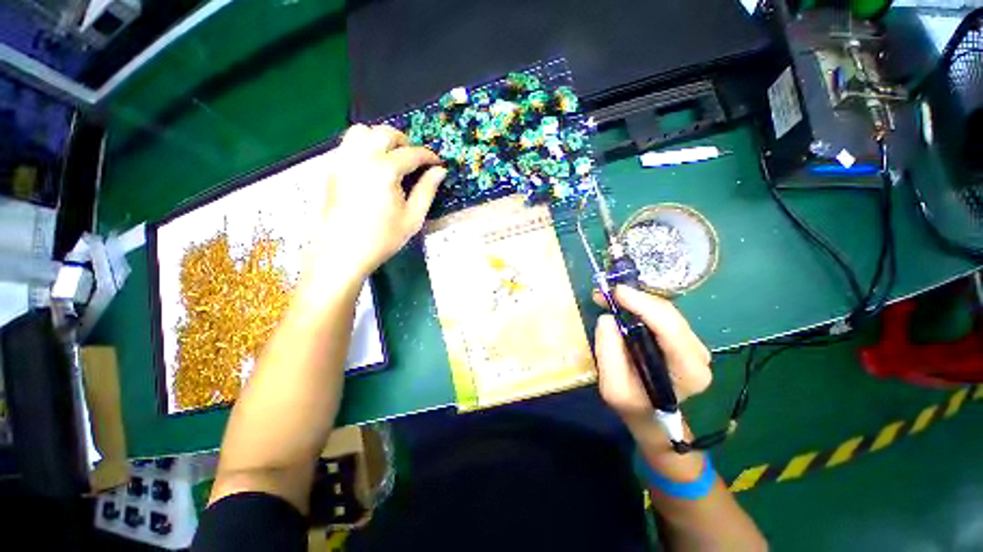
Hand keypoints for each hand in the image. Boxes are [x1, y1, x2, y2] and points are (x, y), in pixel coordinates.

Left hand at [306, 124, 446, 283]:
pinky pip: (347, 144)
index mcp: (385, 170)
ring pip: (361, 131)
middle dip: (405, 142)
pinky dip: (363, 145)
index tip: (437, 163)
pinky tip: (372, 165)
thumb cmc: (383, 238)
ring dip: (381, 138)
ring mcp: (342, 160)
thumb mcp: (413, 217)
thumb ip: (427, 190)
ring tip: (392, 156)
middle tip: (416, 159)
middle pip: (385, 133)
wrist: (342, 253)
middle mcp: (361, 157)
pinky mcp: (331, 168)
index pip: (412, 153)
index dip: (429, 156)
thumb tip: (440, 171)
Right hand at [594, 286, 710, 432]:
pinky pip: (662, 315)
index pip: (670, 328)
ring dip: (637, 300)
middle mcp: (699, 354)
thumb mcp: (613, 387)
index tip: (616, 292)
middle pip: (669, 315)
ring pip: (666, 311)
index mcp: (689, 371)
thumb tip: (607, 318)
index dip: (644, 305)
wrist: (651, 414)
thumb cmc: (633, 405)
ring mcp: (693, 345)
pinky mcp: (682, 338)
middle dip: (637, 298)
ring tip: (609, 298)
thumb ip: (608, 353)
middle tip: (607, 292)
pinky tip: (623, 304)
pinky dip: (640, 306)